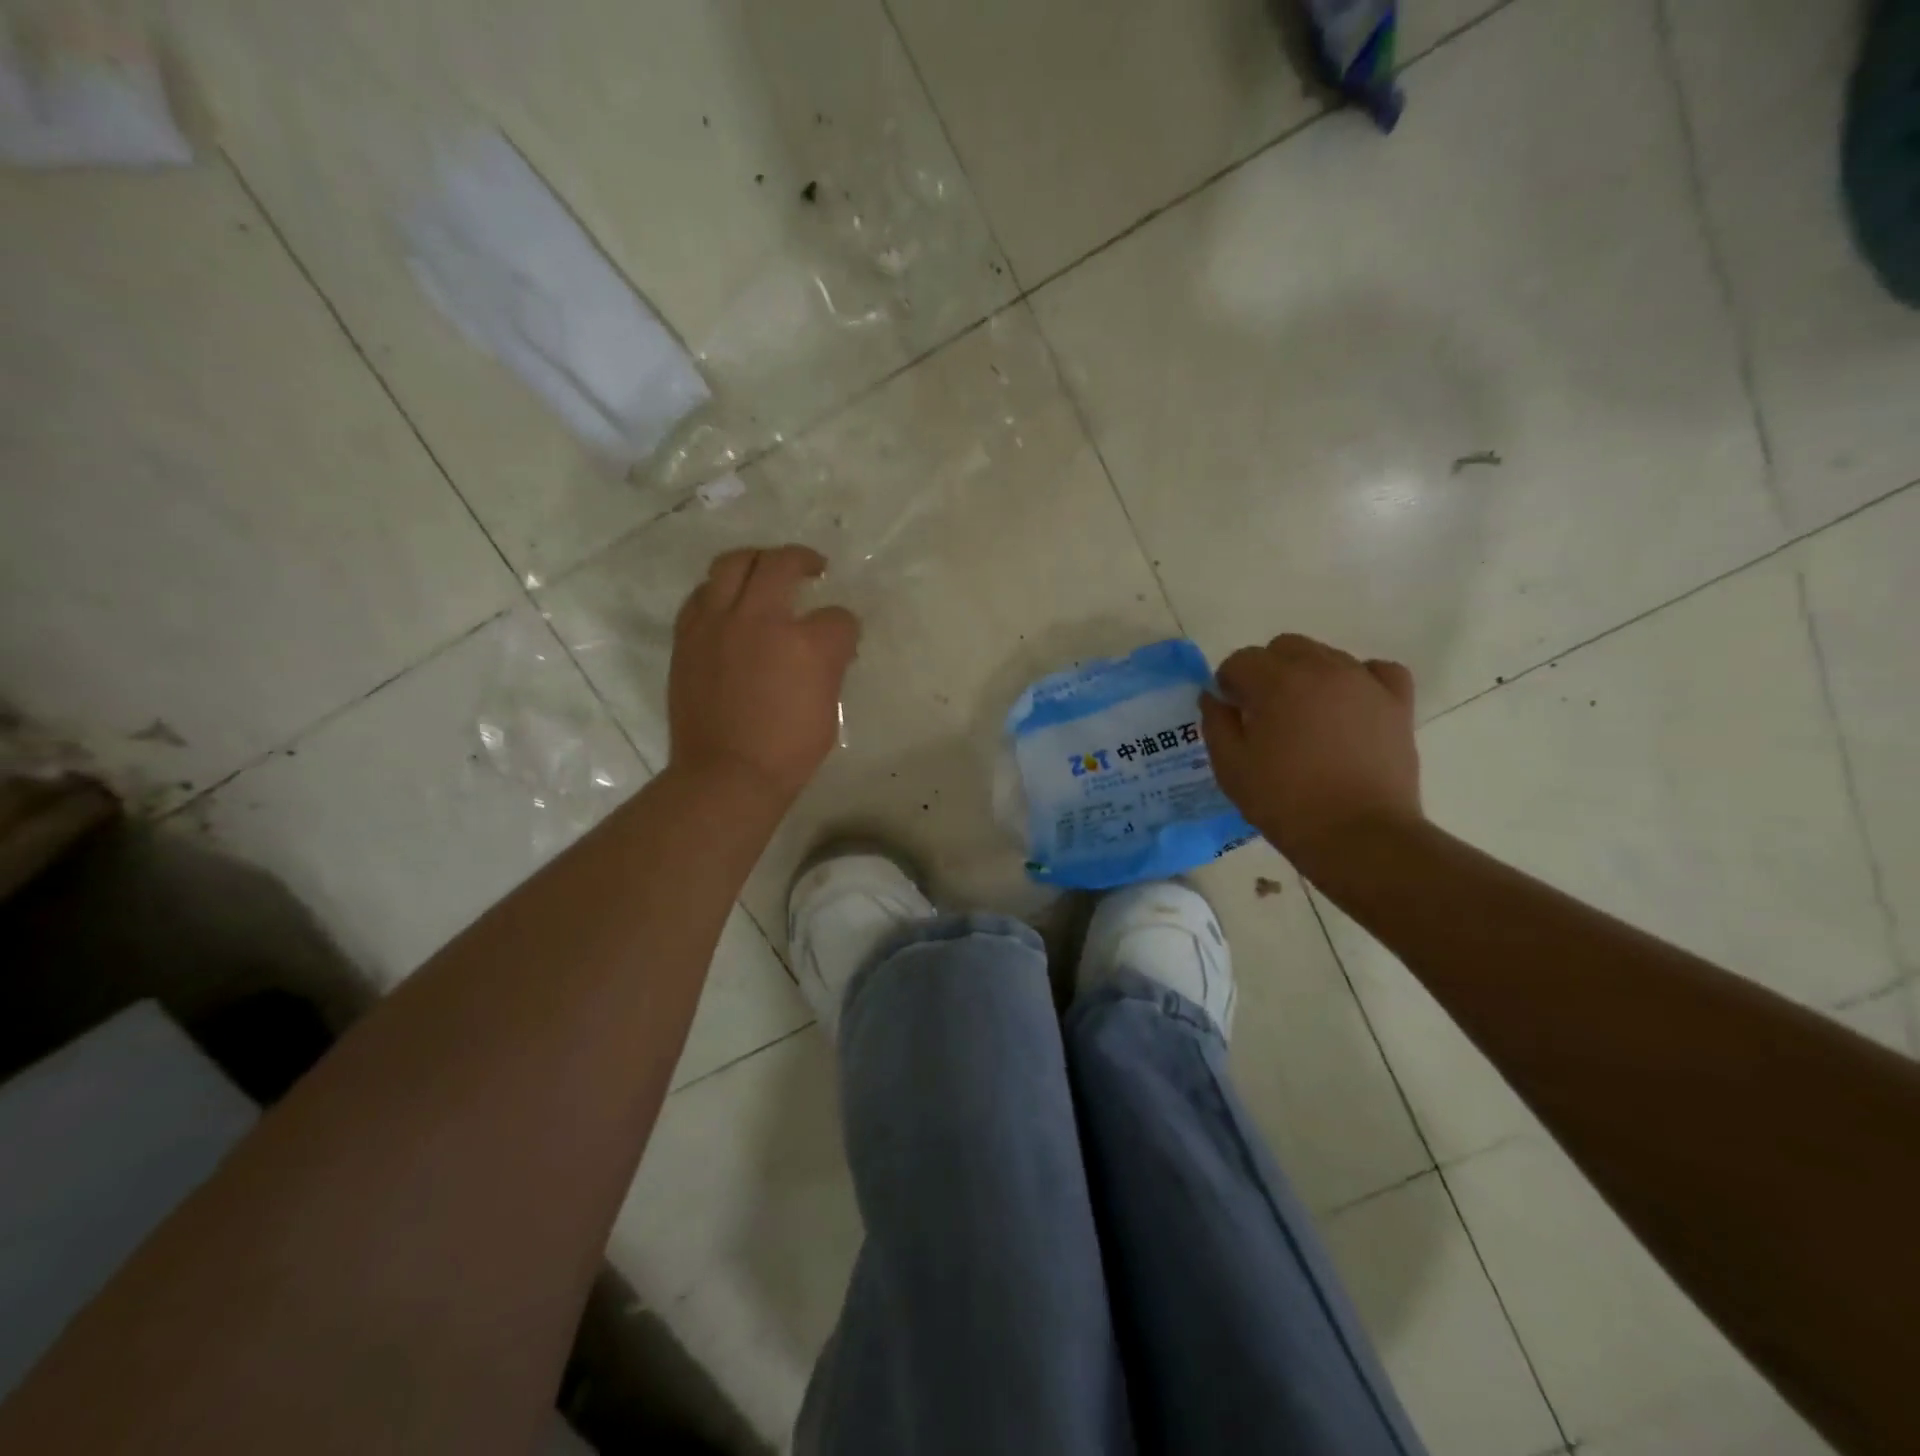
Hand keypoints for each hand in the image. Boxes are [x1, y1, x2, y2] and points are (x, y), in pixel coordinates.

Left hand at [668, 545, 859, 805]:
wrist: (726, 774)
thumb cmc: (788, 751)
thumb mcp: (828, 708)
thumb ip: (829, 667)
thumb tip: (828, 647)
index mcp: (806, 644)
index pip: (837, 618)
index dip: (845, 628)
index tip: (843, 639)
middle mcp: (760, 620)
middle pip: (781, 564)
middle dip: (803, 560)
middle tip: (812, 567)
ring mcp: (718, 623)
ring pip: (732, 564)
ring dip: (755, 561)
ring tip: (765, 570)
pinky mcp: (688, 636)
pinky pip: (701, 595)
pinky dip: (720, 591)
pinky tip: (729, 604)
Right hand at [1200, 634, 1422, 872]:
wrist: (1358, 835)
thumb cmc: (1285, 802)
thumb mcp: (1231, 767)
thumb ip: (1216, 723)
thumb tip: (1214, 697)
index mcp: (1276, 682)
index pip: (1241, 660)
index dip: (1228, 684)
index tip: (1230, 712)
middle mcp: (1321, 668)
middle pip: (1284, 647)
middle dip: (1267, 671)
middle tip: (1264, 712)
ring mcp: (1364, 682)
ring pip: (1327, 655)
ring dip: (1307, 675)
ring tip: (1306, 716)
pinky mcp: (1396, 703)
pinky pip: (1376, 670)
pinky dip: (1359, 679)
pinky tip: (1349, 704)